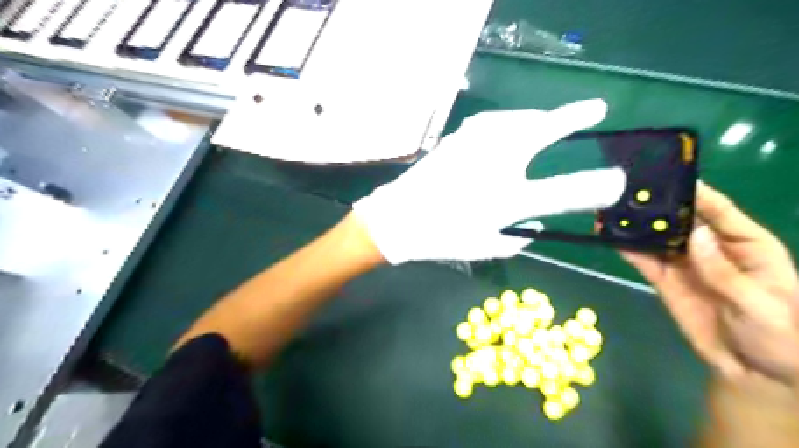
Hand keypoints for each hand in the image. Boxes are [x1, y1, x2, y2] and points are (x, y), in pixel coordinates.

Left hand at [352, 100, 627, 263]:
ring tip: (550, 120)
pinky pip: (492, 122)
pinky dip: (508, 122)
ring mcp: (474, 147)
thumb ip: (518, 239)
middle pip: (542, 132)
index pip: (563, 191)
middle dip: (573, 117)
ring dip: (539, 118)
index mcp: (505, 200)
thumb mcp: (485, 248)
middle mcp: (494, 166)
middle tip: (594, 108)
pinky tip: (510, 127)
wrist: (398, 219)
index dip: (595, 186)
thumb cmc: (441, 238)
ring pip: (516, 119)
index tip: (616, 181)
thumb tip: (536, 224)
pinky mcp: (458, 139)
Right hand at [624, 182, 798, 385]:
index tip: (665, 176)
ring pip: (657, 237)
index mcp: (745, 244)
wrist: (754, 373)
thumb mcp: (760, 306)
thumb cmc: (780, 338)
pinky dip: (627, 249)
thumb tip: (694, 234)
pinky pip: (644, 261)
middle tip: (625, 193)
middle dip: (655, 206)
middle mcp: (711, 247)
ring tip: (609, 212)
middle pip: (680, 219)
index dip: (694, 192)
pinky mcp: (666, 280)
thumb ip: (724, 272)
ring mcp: (685, 264)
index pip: (718, 210)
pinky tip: (609, 238)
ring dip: (635, 226)